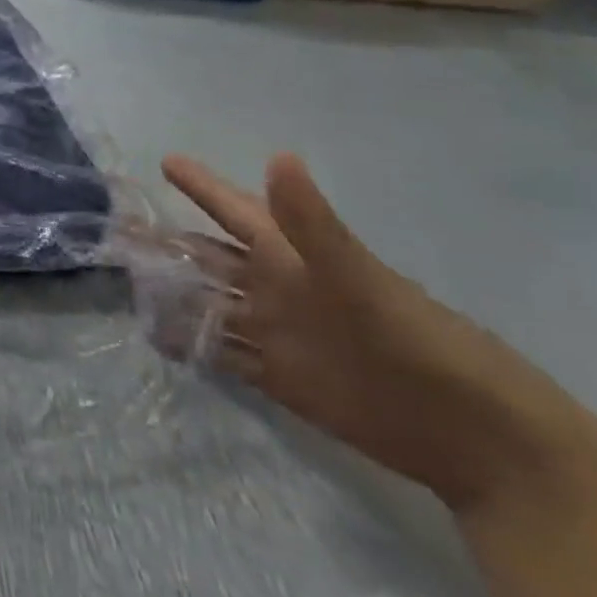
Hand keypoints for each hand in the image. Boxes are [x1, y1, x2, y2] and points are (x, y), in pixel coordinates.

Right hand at [156, 153, 596, 513]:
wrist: (478, 439)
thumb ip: (314, 225)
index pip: (234, 210)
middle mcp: (277, 288)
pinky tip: (159, 337)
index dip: (202, 186)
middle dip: (166, 242)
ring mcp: (277, 333)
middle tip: (118, 231)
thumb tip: (278, 157)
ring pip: (209, 303)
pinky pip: (223, 353)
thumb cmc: (423, 343)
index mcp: (293, 256)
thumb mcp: (364, 281)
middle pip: (209, 257)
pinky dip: (191, 343)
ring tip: (126, 283)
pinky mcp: (281, 378)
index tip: (165, 161)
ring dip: (172, 292)